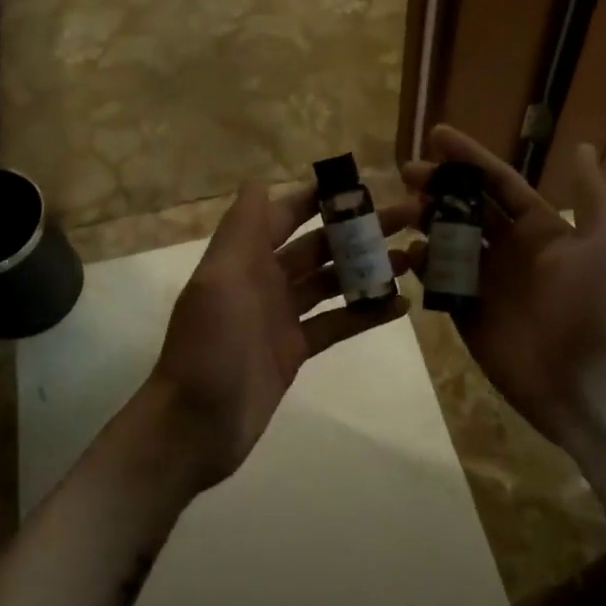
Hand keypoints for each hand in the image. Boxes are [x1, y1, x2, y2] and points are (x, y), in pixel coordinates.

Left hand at [137, 180, 414, 494]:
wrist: (194, 425)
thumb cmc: (208, 346)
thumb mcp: (219, 279)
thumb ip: (241, 229)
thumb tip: (258, 181)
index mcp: (246, 257)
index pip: (286, 214)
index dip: (320, 196)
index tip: (363, 182)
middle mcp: (265, 279)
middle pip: (318, 245)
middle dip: (357, 229)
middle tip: (406, 216)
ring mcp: (282, 316)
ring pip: (332, 281)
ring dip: (367, 268)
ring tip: (412, 257)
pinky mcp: (295, 350)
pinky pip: (337, 323)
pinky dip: (366, 313)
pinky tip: (400, 305)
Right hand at [404, 126, 605, 446]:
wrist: (583, 382)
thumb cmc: (592, 306)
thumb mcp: (602, 244)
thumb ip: (589, 196)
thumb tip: (583, 145)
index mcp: (538, 229)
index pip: (497, 183)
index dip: (469, 158)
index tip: (436, 135)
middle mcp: (508, 249)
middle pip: (465, 207)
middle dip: (438, 186)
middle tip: (407, 172)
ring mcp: (485, 280)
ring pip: (447, 239)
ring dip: (425, 220)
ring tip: (402, 208)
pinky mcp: (466, 310)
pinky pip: (438, 280)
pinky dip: (424, 264)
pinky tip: (411, 252)